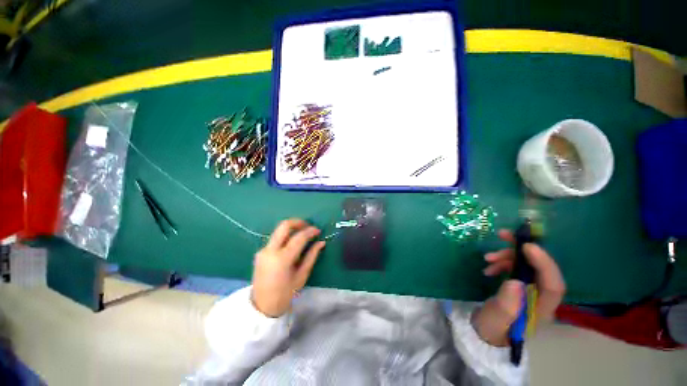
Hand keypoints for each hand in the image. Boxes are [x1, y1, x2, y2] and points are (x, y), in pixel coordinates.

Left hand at [251, 219, 325, 316]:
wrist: (262, 306)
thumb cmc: (285, 294)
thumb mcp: (302, 275)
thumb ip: (312, 256)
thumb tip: (321, 242)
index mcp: (282, 259)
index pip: (299, 237)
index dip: (310, 231)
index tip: (318, 230)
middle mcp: (270, 250)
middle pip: (284, 225)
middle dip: (298, 222)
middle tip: (308, 226)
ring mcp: (263, 250)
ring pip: (279, 230)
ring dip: (292, 228)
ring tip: (302, 234)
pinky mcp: (260, 252)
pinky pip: (275, 238)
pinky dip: (285, 236)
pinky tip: (292, 243)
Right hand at [472, 230, 565, 346]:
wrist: (486, 330)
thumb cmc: (492, 327)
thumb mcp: (496, 317)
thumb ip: (507, 303)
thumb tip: (514, 282)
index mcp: (542, 309)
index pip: (553, 284)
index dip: (544, 263)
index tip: (526, 246)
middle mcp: (542, 297)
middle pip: (542, 269)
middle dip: (523, 250)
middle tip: (503, 235)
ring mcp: (532, 290)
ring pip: (528, 265)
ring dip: (508, 256)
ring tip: (487, 257)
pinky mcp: (521, 285)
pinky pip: (517, 267)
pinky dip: (503, 261)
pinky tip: (489, 266)